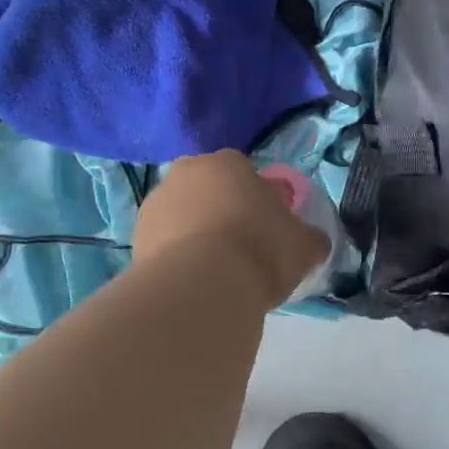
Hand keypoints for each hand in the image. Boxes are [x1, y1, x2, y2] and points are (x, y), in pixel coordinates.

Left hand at [133, 151, 328, 306]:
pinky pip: (165, 243)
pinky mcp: (135, 238)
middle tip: (242, 246)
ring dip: (196, 233)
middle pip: (209, 188)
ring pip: (183, 214)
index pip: (245, 171)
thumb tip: (313, 240)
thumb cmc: (260, 249)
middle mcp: (186, 173)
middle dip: (222, 210)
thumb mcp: (304, 245)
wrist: (202, 287)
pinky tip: (194, 282)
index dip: (258, 198)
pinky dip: (177, 257)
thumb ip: (310, 237)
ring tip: (216, 271)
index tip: (267, 226)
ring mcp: (155, 204)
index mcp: (228, 162)